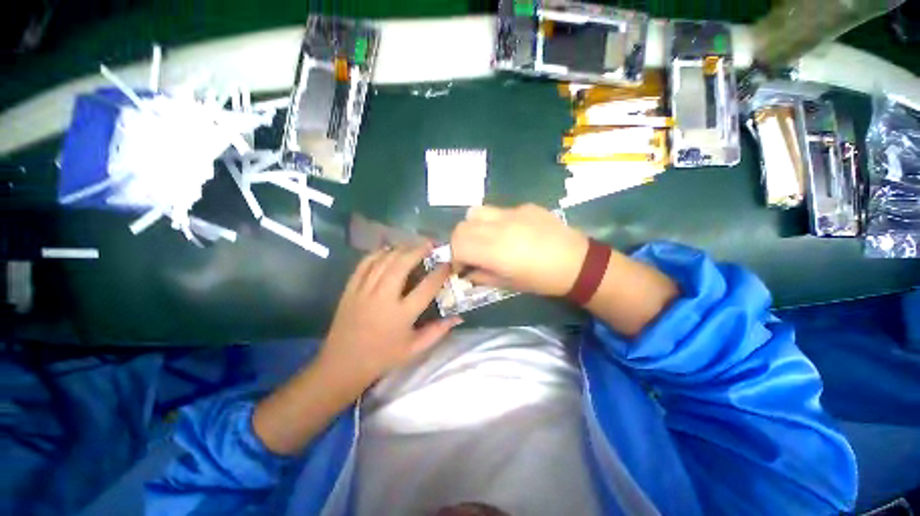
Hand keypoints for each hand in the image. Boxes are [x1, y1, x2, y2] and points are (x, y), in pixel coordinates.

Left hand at [318, 244, 460, 390]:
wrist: (343, 363)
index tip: (448, 263)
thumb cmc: (383, 356)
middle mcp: (383, 297)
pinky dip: (378, 253)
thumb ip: (438, 331)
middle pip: (402, 264)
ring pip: (384, 260)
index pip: (427, 287)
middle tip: (430, 244)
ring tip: (413, 244)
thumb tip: (458, 317)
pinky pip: (365, 263)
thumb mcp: (414, 349)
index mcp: (402, 314)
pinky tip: (388, 250)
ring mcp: (364, 290)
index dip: (440, 272)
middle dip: (418, 250)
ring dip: (401, 249)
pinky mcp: (351, 288)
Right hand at [451, 204, 588, 296]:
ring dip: (473, 227)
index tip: (462, 267)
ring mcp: (512, 213)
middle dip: (459, 242)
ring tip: (484, 239)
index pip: (457, 245)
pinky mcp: (524, 206)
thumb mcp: (509, 284)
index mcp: (494, 250)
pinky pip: (499, 210)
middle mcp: (498, 227)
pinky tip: (511, 232)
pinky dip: (494, 222)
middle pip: (461, 227)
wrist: (578, 263)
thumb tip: (467, 272)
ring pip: (475, 212)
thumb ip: (482, 276)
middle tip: (470, 254)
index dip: (454, 257)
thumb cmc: (542, 280)